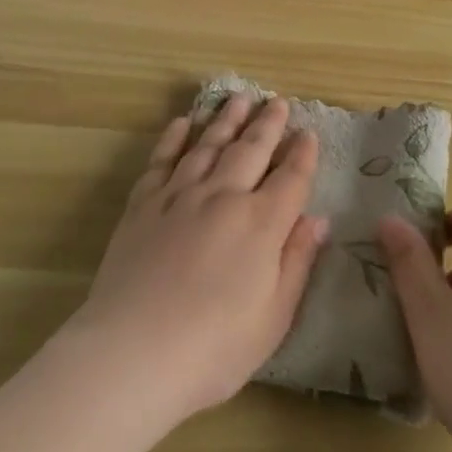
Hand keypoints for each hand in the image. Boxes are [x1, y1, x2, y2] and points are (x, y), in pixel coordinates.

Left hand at [63, 95, 326, 421]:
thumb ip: (297, 262)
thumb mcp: (274, 317)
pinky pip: (162, 160)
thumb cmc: (215, 347)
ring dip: (226, 119)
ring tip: (239, 98)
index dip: (303, 154)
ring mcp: (180, 196)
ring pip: (209, 145)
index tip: (309, 133)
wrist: (133, 353)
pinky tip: (182, 123)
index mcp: (261, 224)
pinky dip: (173, 138)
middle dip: (268, 124)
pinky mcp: (143, 205)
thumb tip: (317, 219)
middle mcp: (223, 197)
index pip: (291, 178)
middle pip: (251, 150)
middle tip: (278, 101)